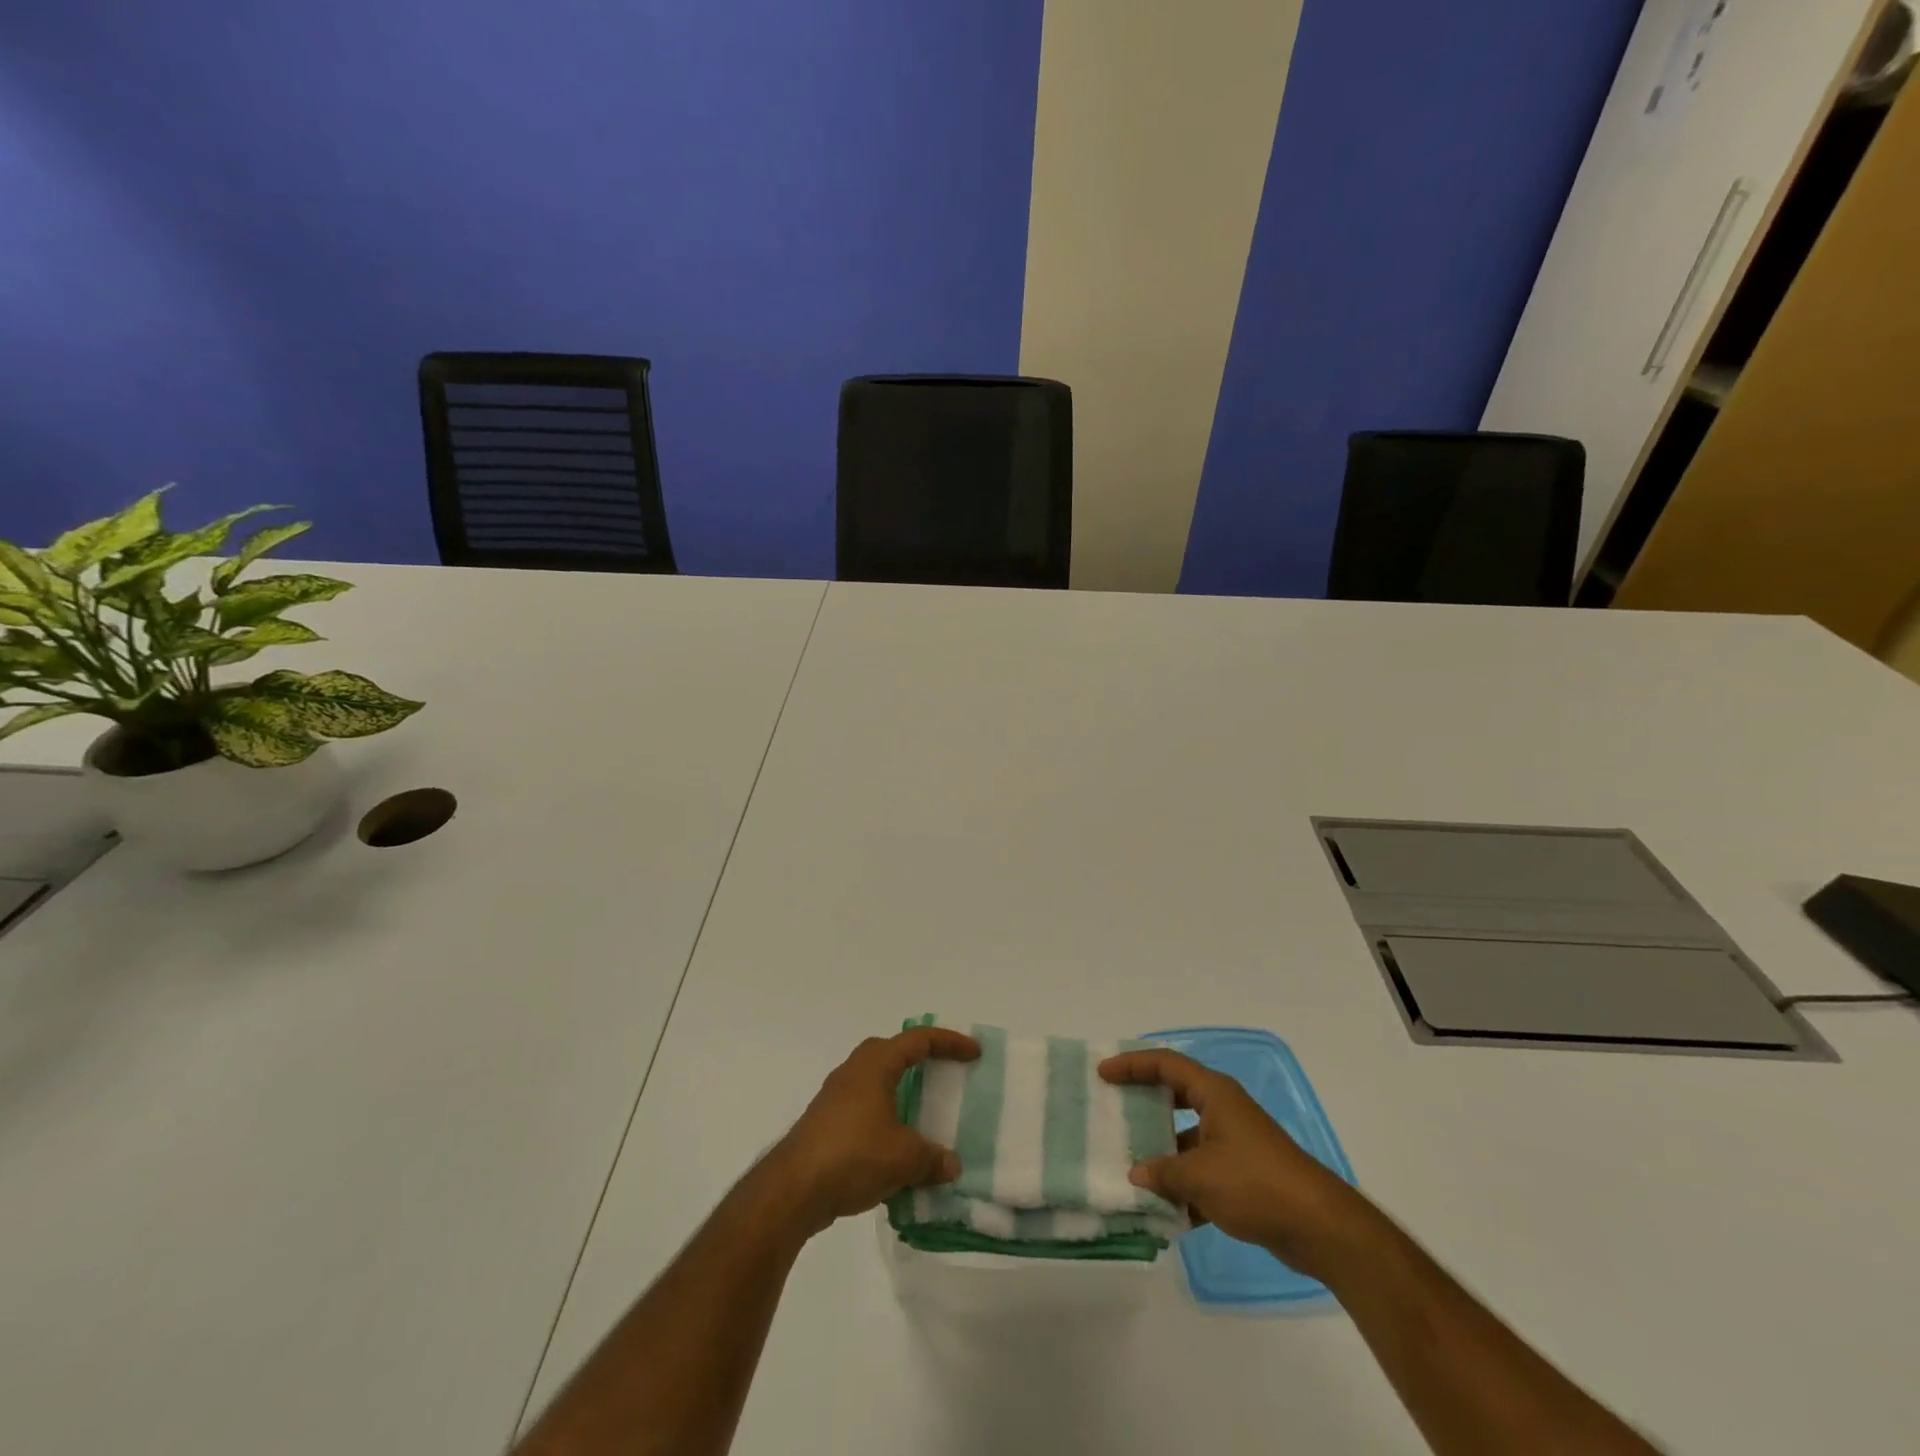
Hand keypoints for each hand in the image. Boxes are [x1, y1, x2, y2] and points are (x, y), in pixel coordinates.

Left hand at [767, 1026, 980, 1237]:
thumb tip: (950, 1165)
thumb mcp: (904, 1159)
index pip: (918, 1040)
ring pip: (876, 1082)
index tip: (974, 1052)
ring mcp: (835, 1097)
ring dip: (900, 1092)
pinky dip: (884, 1118)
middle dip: (920, 1059)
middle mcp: (854, 1071)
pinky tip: (894, 1149)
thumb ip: (932, 1158)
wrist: (792, 1189)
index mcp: (875, 1065)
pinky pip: (864, 1109)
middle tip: (944, 1073)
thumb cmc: (853, 1156)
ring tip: (922, 1114)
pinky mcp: (825, 1124)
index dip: (949, 1042)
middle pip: (892, 1052)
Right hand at [1100, 1048, 1362, 1277]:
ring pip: (1187, 1139)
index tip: (1103, 1074)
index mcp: (1214, 1094)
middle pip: (1175, 1096)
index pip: (1165, 1064)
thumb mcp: (1200, 1177)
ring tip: (1130, 1168)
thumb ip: (1163, 1172)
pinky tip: (1164, 1211)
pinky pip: (1203, 1171)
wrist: (1320, 1227)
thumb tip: (1137, 1172)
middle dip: (1144, 1104)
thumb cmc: (1255, 1184)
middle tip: (1114, 1110)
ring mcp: (1235, 1142)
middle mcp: (1223, 1109)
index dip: (1132, 1065)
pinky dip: (1184, 1186)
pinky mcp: (1244, 1175)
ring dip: (1163, 1153)